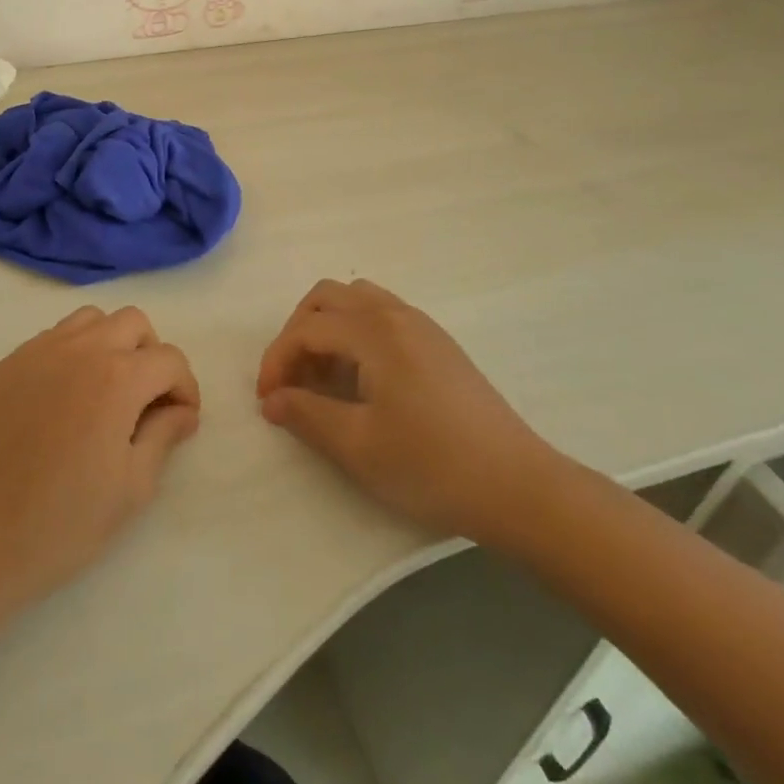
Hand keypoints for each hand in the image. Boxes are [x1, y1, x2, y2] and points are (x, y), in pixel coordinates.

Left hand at [0, 305, 199, 621]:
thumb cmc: (61, 523)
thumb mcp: (131, 489)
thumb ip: (163, 437)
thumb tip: (182, 411)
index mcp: (117, 378)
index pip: (169, 359)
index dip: (185, 388)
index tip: (181, 420)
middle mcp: (79, 350)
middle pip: (133, 322)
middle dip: (151, 355)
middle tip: (146, 401)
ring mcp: (38, 352)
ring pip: (91, 320)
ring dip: (111, 344)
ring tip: (107, 392)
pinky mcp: (7, 365)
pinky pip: (53, 338)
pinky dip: (73, 353)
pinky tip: (66, 399)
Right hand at [257, 279, 565, 550]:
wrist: (517, 485)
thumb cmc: (432, 465)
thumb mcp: (358, 446)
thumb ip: (306, 415)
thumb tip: (272, 400)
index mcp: (375, 332)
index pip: (307, 329)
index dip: (277, 360)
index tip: (266, 400)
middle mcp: (396, 314)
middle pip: (328, 298)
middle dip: (298, 332)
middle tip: (291, 379)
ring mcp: (422, 326)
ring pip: (357, 301)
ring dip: (327, 328)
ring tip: (323, 377)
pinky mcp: (438, 344)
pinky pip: (382, 316)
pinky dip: (355, 333)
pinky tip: (360, 379)